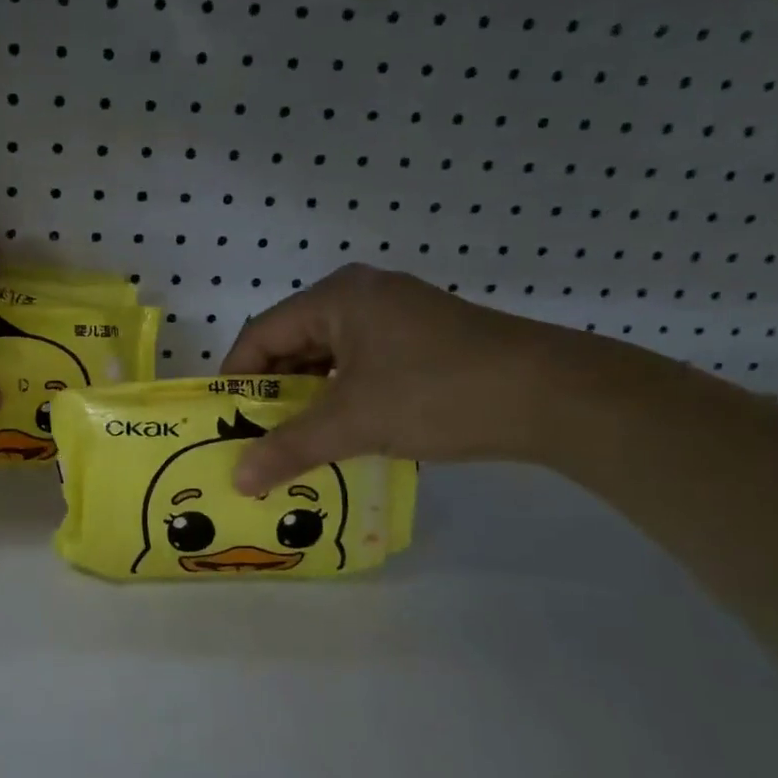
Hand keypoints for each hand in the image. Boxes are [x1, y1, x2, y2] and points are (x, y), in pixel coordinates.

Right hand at [221, 266, 576, 491]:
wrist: (554, 396)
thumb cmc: (438, 392)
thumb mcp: (355, 422)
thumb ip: (289, 447)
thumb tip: (237, 480)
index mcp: (337, 297)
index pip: (262, 333)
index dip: (236, 378)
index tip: (223, 422)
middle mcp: (362, 296)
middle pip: (294, 343)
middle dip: (272, 393)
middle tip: (255, 439)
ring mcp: (397, 317)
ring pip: (329, 358)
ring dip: (308, 399)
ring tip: (293, 443)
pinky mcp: (423, 341)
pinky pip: (361, 366)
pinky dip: (343, 398)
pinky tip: (341, 433)